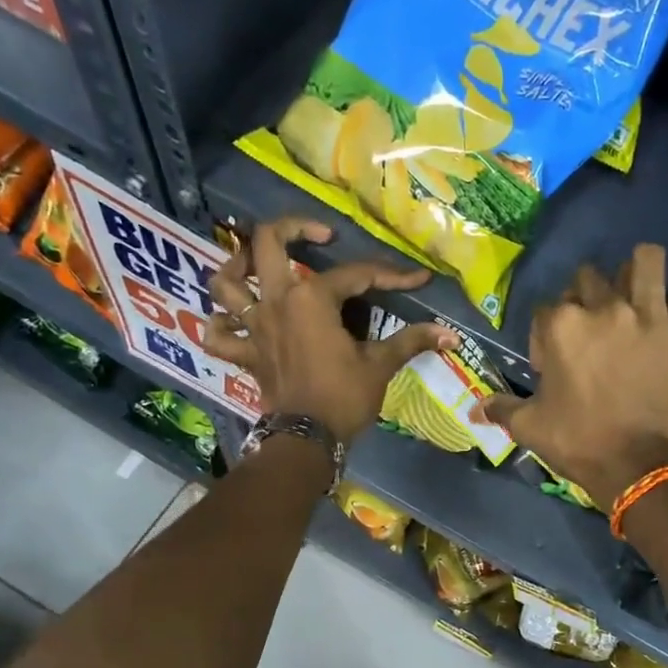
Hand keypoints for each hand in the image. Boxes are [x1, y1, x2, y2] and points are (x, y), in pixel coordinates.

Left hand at [205, 218, 454, 441]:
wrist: (306, 440)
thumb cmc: (343, 398)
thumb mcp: (380, 366)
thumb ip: (411, 342)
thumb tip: (451, 335)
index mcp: (311, 299)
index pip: (356, 275)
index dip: (390, 276)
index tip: (417, 280)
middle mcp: (275, 301)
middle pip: (267, 243)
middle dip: (292, 227)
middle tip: (319, 236)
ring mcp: (254, 327)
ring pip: (225, 282)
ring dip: (235, 266)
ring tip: (253, 263)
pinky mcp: (245, 354)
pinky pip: (216, 334)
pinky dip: (218, 324)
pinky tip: (231, 320)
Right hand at [482, 245, 667, 507]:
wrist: (634, 467)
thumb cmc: (577, 442)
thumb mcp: (529, 427)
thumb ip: (501, 409)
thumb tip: (473, 411)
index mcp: (562, 325)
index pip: (545, 309)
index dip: (544, 336)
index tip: (551, 365)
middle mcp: (606, 308)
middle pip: (590, 277)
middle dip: (585, 299)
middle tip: (591, 334)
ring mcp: (652, 317)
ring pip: (646, 261)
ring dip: (638, 273)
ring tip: (636, 298)